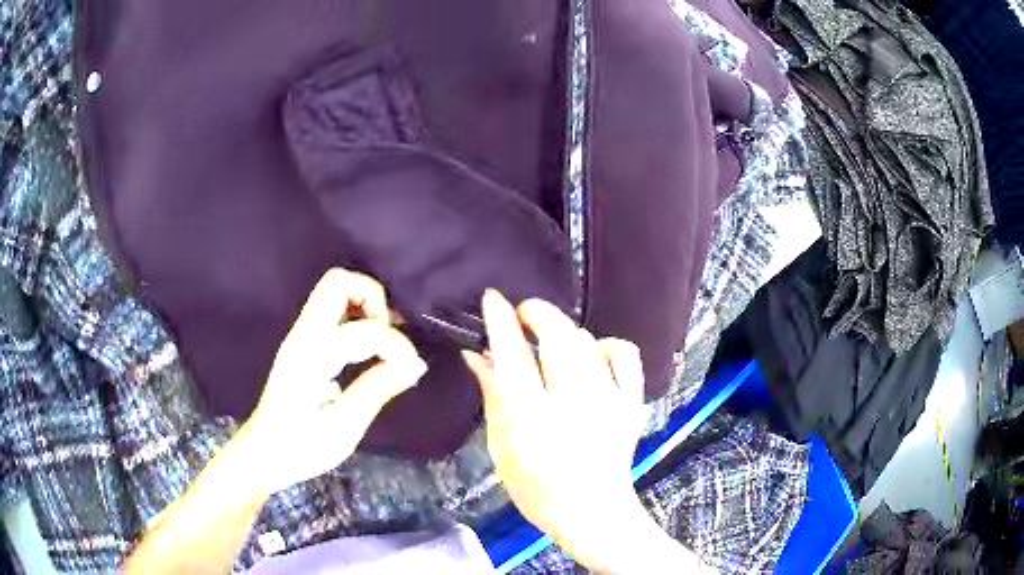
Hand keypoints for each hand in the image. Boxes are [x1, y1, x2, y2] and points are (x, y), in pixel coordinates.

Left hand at [239, 269, 426, 494]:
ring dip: (364, 304)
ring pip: (333, 289)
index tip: (409, 372)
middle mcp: (303, 335)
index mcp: (312, 356)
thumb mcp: (344, 428)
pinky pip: (331, 310)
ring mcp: (299, 335)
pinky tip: (368, 347)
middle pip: (338, 281)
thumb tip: (415, 364)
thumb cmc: (301, 448)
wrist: (263, 454)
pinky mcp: (301, 343)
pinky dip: (355, 315)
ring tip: (384, 341)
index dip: (396, 346)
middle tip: (391, 335)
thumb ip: (378, 389)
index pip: (365, 330)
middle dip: (373, 299)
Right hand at [463, 290, 649, 567]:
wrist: (592, 513)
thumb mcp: (501, 446)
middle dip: (538, 314)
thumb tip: (477, 354)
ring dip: (566, 331)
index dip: (501, 321)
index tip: (492, 298)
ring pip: (588, 342)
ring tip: (552, 341)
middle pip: (559, 338)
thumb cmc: (536, 488)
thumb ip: (492, 396)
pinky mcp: (632, 405)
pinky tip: (595, 355)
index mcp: (532, 420)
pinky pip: (625, 356)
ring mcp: (609, 402)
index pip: (513, 357)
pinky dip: (608, 346)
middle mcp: (573, 405)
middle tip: (523, 315)